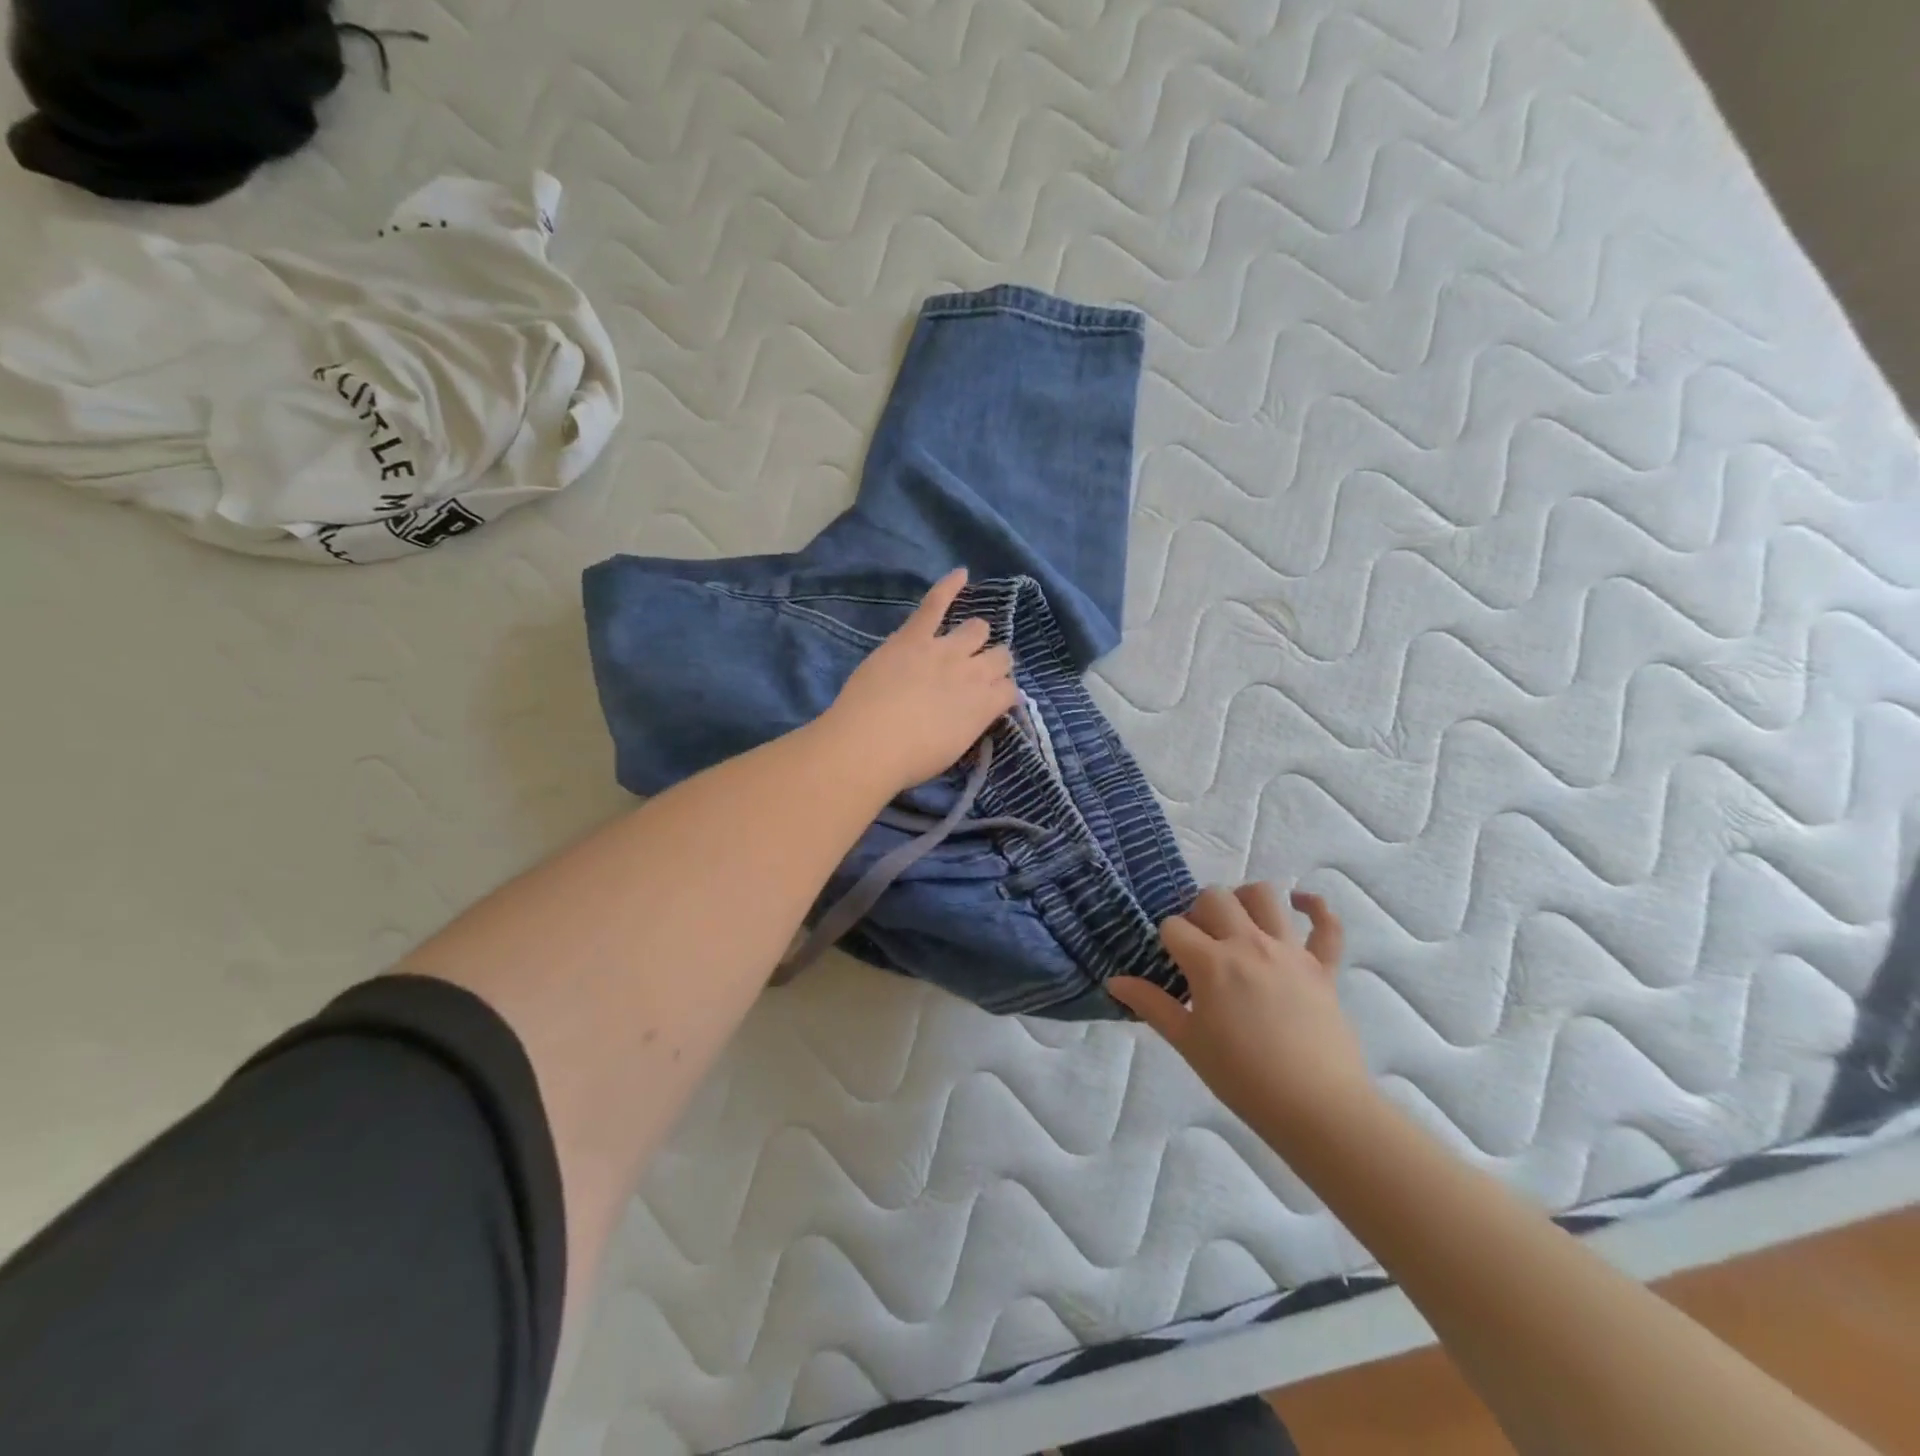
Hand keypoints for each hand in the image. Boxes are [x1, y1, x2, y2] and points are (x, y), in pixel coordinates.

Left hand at [823, 568, 1018, 791]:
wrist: (870, 744)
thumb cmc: (909, 760)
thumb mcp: (954, 750)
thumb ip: (971, 724)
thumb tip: (975, 713)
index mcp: (986, 705)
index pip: (1009, 690)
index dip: (1001, 692)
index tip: (990, 700)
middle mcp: (974, 672)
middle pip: (1000, 655)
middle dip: (994, 662)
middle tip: (975, 674)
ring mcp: (944, 649)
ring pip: (978, 628)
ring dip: (976, 635)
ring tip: (966, 641)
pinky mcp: (914, 636)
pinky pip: (935, 604)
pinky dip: (948, 586)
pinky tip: (960, 574)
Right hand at [1108, 885, 1374, 1144]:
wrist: (1318, 1109)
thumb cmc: (1243, 1078)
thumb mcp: (1188, 1042)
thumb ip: (1151, 1004)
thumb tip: (1113, 981)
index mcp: (1211, 963)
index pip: (1174, 926)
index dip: (1166, 940)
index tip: (1171, 963)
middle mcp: (1249, 944)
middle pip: (1214, 898)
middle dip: (1199, 911)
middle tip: (1200, 943)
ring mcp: (1290, 951)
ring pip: (1265, 896)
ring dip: (1245, 899)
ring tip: (1239, 921)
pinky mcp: (1323, 967)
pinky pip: (1327, 925)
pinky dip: (1316, 908)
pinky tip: (1301, 903)